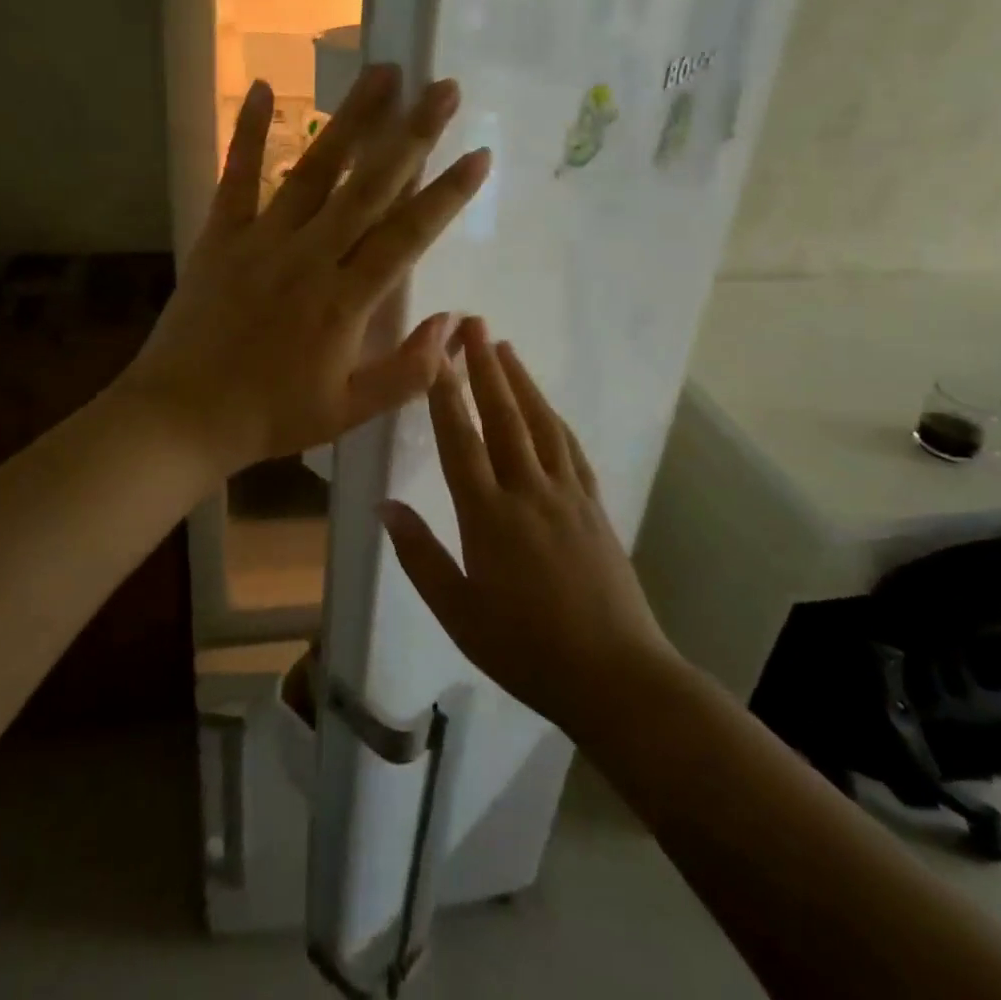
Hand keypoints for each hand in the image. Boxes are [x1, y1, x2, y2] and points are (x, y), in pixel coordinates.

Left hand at [118, 66, 490, 480]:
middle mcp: (309, 256)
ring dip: (351, 120)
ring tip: (382, 74)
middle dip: (412, 134)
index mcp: (344, 301)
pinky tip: (261, 88)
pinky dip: (247, 132)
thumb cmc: (270, 417)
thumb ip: (408, 372)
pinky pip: (237, 177)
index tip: (479, 155)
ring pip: (314, 170)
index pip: (407, 235)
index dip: (446, 194)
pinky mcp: (221, 236)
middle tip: (442, 89)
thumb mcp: (349, 412)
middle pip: (369, 186)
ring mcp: (262, 240)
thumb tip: (453, 324)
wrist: (182, 417)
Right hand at [380, 318, 675, 739]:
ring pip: (541, 423)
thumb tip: (385, 506)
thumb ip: (420, 556)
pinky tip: (548, 406)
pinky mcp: (593, 506)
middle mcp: (528, 492)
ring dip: (522, 381)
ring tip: (505, 348)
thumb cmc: (525, 649)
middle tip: (474, 323)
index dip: (445, 395)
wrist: (615, 676)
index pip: (460, 442)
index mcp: (488, 517)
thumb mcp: (459, 612)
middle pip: (504, 417)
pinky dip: (556, 418)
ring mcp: (566, 495)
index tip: (436, 355)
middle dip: (485, 367)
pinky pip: (571, 449)